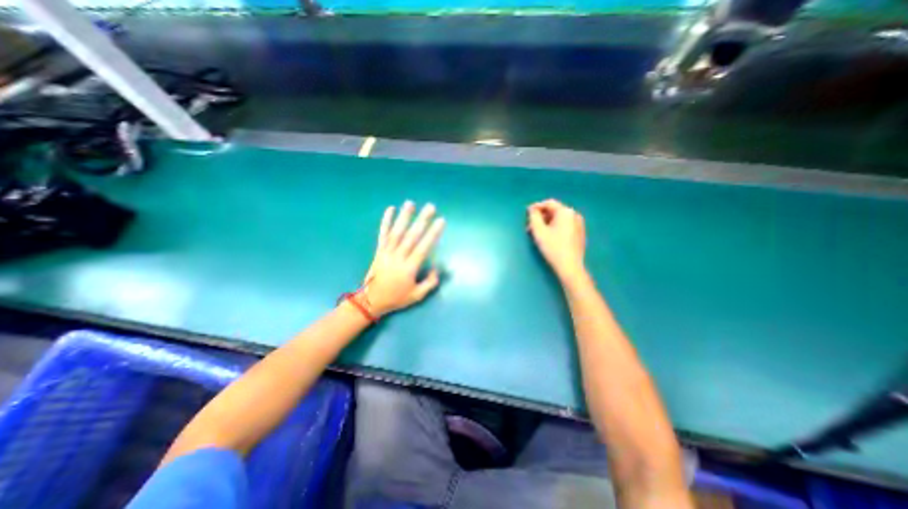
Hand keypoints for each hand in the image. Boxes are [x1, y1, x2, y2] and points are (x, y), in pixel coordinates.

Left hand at [360, 201, 448, 316]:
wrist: (371, 300)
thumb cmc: (396, 298)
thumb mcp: (417, 296)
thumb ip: (430, 283)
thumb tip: (436, 268)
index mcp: (409, 268)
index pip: (423, 247)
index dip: (433, 234)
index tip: (441, 221)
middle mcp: (398, 257)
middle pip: (411, 236)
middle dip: (422, 220)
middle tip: (431, 207)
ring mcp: (387, 252)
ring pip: (397, 232)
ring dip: (404, 217)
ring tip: (411, 203)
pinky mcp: (379, 250)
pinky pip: (382, 234)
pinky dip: (386, 221)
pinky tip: (390, 209)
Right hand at [525, 198, 588, 279]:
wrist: (569, 266)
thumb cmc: (553, 247)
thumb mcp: (538, 231)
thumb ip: (533, 216)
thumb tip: (532, 209)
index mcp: (566, 212)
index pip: (549, 203)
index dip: (536, 207)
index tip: (526, 213)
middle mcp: (575, 215)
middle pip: (554, 211)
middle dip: (541, 217)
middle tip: (530, 226)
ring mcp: (579, 225)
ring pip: (559, 219)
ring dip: (546, 223)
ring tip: (537, 233)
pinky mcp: (579, 234)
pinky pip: (565, 226)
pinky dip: (555, 228)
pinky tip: (548, 237)